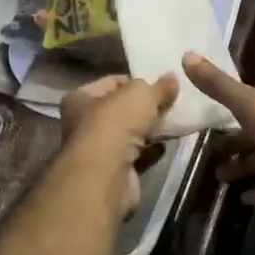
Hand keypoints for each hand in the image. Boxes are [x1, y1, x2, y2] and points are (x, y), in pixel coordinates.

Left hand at [59, 74, 177, 214]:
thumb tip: (172, 78)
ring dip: (150, 130)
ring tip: (174, 123)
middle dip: (146, 108)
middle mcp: (84, 123)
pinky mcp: (113, 172)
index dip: (137, 82)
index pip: (112, 82)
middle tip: (171, 104)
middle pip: (122, 110)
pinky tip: (166, 145)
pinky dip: (151, 151)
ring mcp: (98, 150)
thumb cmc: (115, 124)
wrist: (106, 176)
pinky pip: (137, 156)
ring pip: (130, 134)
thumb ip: (159, 87)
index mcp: (80, 98)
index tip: (161, 86)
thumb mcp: (141, 94)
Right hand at [181, 53, 254, 206]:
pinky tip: (242, 198)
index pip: (251, 98)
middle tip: (209, 155)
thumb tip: (186, 55)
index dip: (231, 107)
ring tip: (219, 179)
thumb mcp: (247, 104)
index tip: (208, 120)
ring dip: (242, 167)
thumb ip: (218, 85)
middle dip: (233, 143)